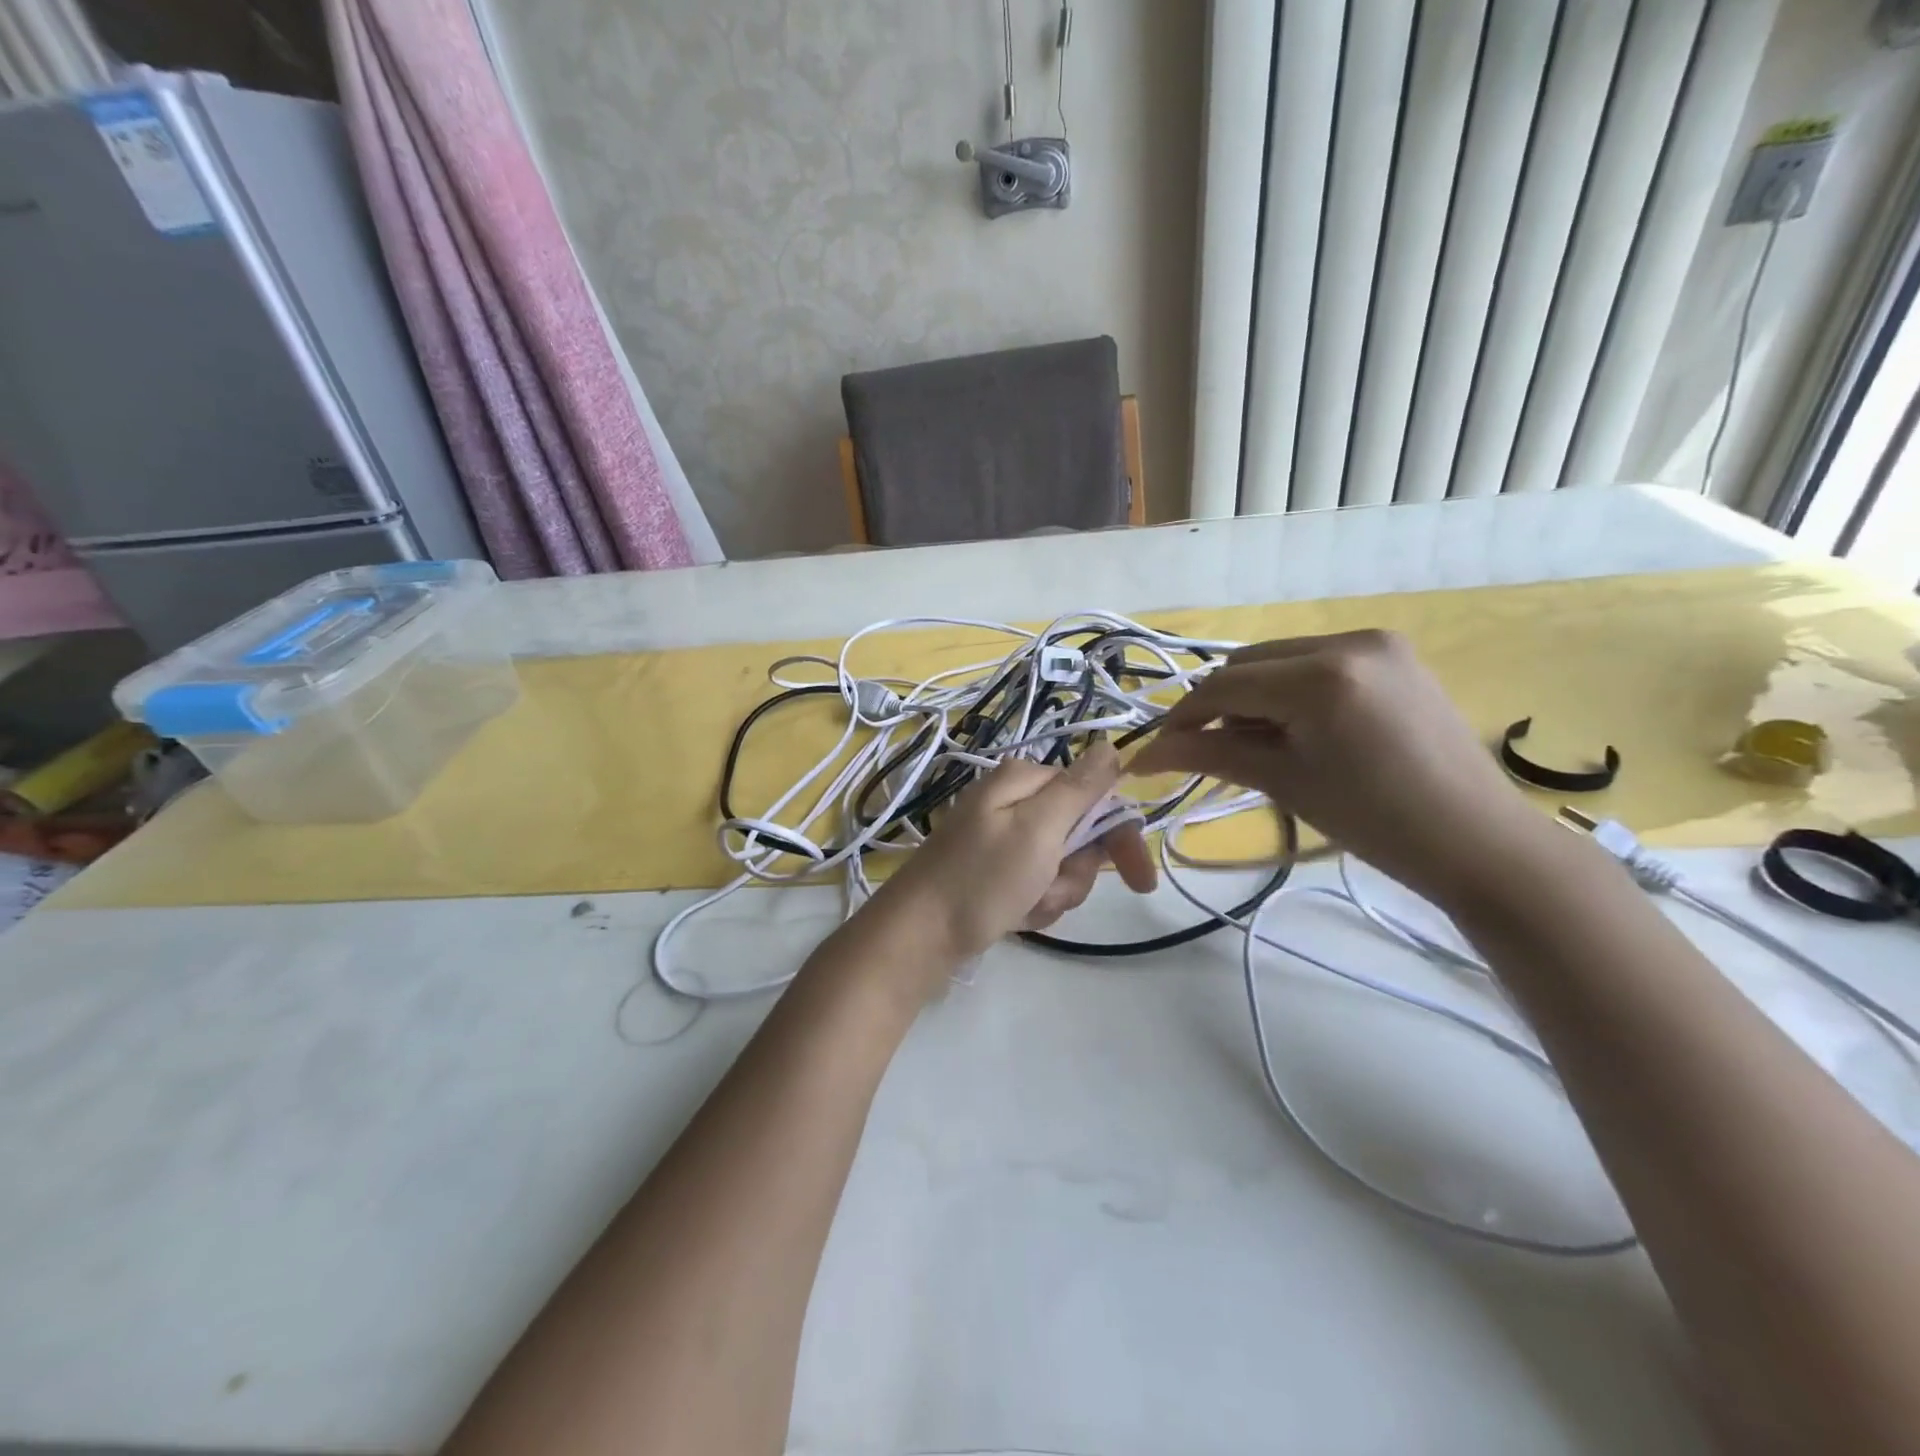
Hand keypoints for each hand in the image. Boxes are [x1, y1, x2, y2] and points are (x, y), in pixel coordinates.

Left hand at [870, 741, 1157, 967]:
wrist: (920, 937)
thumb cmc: (982, 879)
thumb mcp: (1037, 829)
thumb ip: (1078, 788)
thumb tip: (1110, 746)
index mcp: (1024, 780)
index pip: (1096, 797)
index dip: (1120, 838)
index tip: (1139, 882)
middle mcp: (1014, 801)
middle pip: (1080, 835)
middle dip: (1073, 874)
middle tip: (1047, 890)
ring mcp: (1003, 838)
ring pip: (1062, 866)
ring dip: (1053, 894)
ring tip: (1023, 905)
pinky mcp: (996, 871)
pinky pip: (1037, 885)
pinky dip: (1033, 905)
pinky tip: (1012, 916)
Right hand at [1127, 630, 1545, 910]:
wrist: (1475, 840)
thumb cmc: (1374, 821)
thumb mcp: (1283, 782)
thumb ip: (1209, 755)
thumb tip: (1142, 756)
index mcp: (1321, 676)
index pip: (1224, 687)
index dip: (1181, 720)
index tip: (1153, 754)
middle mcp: (1347, 640)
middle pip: (1247, 664)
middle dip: (1216, 706)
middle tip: (1203, 752)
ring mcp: (1376, 642)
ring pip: (1278, 659)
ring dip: (1251, 696)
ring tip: (1251, 744)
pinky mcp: (1393, 654)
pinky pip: (1314, 662)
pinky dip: (1288, 690)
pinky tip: (1291, 727)